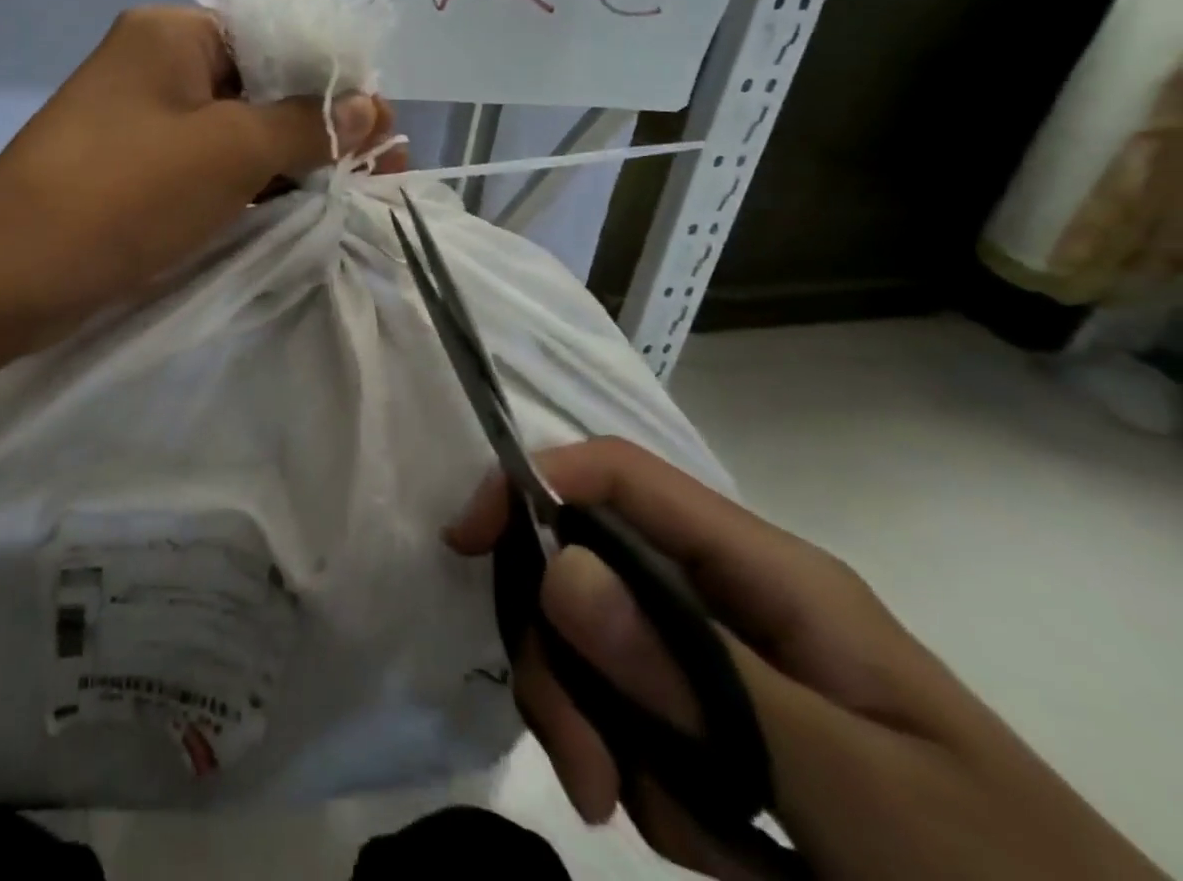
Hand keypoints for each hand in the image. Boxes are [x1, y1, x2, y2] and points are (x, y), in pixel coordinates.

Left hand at [0, 6, 405, 347]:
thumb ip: (305, 124)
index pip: (278, 38)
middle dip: (319, 128)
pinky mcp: (133, 168)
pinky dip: (247, 184)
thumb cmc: (124, 194)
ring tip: (348, 195)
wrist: (7, 274)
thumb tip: (369, 106)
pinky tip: (292, 209)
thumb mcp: (230, 152)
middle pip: (259, 85)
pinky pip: (205, 164)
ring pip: (234, 129)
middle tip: (377, 173)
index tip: (383, 132)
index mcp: (173, 33)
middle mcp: (155, 63)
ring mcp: (141, 118)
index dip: (336, 82)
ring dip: (287, 160)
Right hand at [446, 439, 1162, 880]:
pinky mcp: (723, 724)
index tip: (467, 543)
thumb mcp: (851, 789)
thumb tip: (556, 568)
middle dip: (566, 662)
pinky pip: (638, 723)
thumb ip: (700, 677)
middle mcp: (733, 597)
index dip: (533, 482)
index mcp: (767, 572)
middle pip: (589, 572)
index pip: (620, 476)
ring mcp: (726, 662)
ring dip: (614, 740)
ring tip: (692, 843)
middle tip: (588, 773)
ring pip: (603, 655)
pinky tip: (726, 853)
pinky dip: (653, 786)